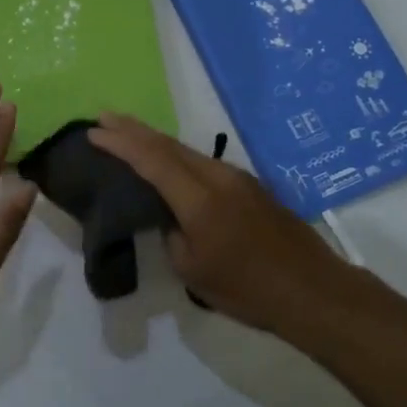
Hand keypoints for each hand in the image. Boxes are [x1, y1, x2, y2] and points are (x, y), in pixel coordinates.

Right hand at [87, 112, 353, 333]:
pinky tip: (170, 163)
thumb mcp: (193, 271)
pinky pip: (204, 163)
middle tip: (104, 117)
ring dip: (156, 141)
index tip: (94, 131)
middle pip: (169, 145)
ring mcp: (238, 178)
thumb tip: (170, 218)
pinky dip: (178, 157)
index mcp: (199, 199)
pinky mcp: (251, 186)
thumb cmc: (248, 289)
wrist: (312, 289)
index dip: (120, 143)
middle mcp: (218, 177)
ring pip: (188, 151)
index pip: (151, 160)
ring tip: (130, 135)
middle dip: (134, 129)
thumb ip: (172, 236)